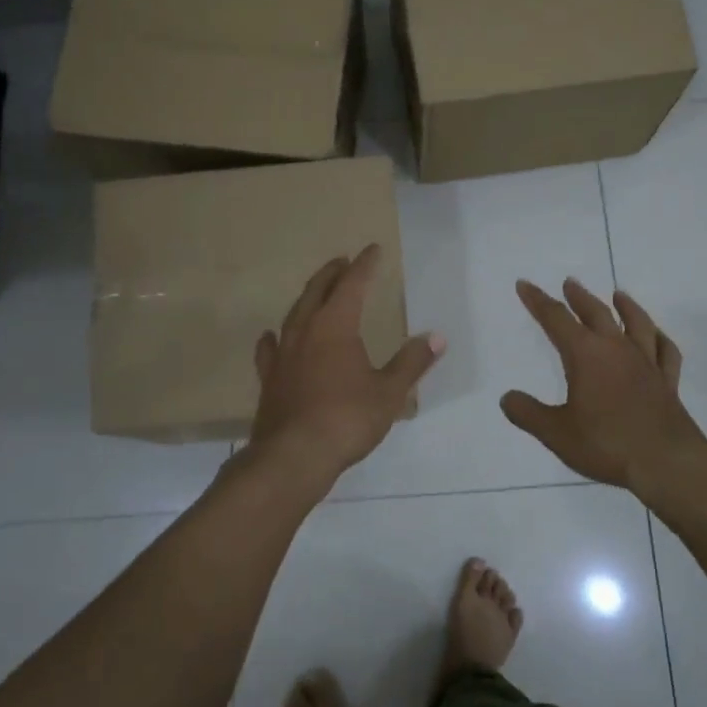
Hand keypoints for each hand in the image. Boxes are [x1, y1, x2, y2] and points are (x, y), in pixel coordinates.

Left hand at [249, 245, 444, 480]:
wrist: (293, 456)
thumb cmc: (347, 419)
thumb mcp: (389, 392)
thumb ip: (411, 362)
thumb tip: (436, 337)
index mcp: (336, 326)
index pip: (352, 285)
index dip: (364, 266)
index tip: (373, 250)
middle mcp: (305, 331)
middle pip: (318, 291)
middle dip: (332, 274)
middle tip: (343, 262)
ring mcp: (283, 354)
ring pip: (294, 314)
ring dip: (308, 297)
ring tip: (316, 291)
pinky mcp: (270, 378)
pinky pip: (271, 348)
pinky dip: (275, 337)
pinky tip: (272, 336)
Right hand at [501, 279, 706, 489]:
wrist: (666, 463)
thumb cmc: (606, 444)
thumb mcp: (556, 433)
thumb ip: (528, 413)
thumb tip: (507, 398)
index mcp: (586, 355)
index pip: (556, 319)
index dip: (538, 301)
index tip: (525, 285)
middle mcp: (617, 350)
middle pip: (596, 313)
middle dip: (579, 297)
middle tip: (570, 283)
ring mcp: (646, 363)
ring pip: (636, 324)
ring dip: (626, 306)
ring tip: (619, 294)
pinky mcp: (667, 382)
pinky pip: (666, 351)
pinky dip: (660, 338)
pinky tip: (657, 335)